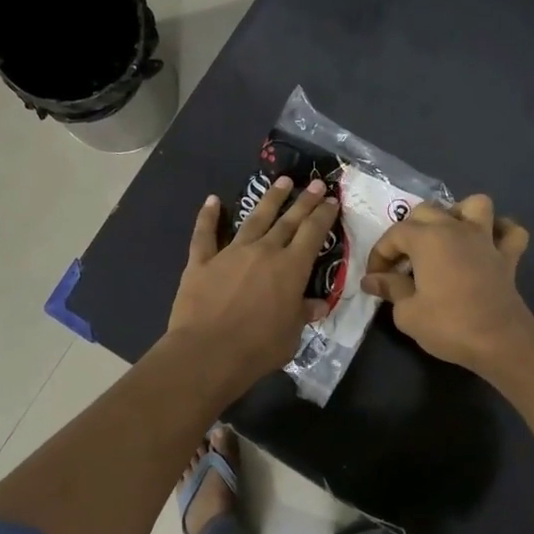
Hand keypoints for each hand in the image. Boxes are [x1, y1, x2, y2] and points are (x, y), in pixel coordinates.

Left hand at [166, 177, 339, 390]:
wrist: (208, 352)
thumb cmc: (258, 347)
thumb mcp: (292, 335)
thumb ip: (303, 314)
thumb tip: (318, 305)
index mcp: (291, 268)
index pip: (313, 233)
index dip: (324, 215)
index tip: (332, 200)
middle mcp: (264, 252)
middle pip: (288, 220)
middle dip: (304, 200)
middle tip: (316, 183)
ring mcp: (231, 253)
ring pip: (254, 219)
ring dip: (269, 199)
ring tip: (281, 181)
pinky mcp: (202, 262)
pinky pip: (205, 234)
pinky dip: (208, 216)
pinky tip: (212, 200)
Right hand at [361, 195, 533, 372]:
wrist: (499, 342)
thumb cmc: (448, 325)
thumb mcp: (407, 313)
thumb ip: (390, 289)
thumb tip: (372, 280)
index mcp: (427, 239)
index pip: (394, 234)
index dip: (379, 255)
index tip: (374, 279)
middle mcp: (456, 229)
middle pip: (427, 211)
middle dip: (409, 231)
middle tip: (403, 261)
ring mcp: (486, 239)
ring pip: (475, 205)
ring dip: (459, 214)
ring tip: (447, 237)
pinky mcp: (508, 256)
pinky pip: (511, 232)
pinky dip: (500, 232)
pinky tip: (488, 244)